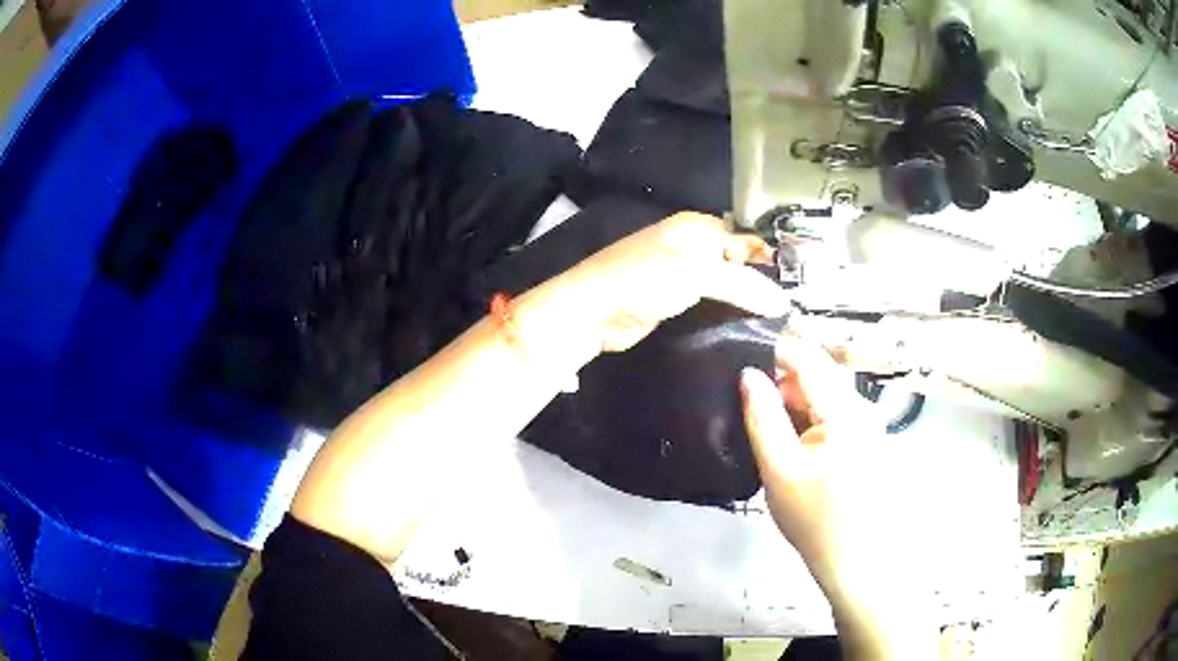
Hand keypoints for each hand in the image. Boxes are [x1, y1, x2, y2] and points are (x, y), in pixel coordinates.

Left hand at [547, 212, 790, 352]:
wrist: (593, 313)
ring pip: (725, 286)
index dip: (770, 258)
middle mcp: (692, 245)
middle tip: (791, 312)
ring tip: (777, 325)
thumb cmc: (643, 280)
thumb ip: (743, 284)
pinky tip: (747, 330)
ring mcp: (682, 275)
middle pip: (738, 262)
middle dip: (761, 283)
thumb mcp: (697, 273)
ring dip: (745, 303)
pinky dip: (726, 314)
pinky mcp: (675, 302)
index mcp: (697, 226)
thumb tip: (784, 301)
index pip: (747, 237)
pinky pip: (710, 304)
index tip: (798, 287)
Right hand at [739, 336, 887, 591]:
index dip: (773, 351)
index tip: (739, 357)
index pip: (808, 359)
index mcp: (846, 411)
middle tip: (747, 404)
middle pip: (817, 376)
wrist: (854, 560)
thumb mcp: (779, 470)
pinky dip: (807, 419)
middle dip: (781, 383)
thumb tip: (748, 374)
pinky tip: (791, 444)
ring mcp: (868, 423)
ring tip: (765, 426)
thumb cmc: (814, 519)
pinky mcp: (866, 439)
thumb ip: (763, 418)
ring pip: (823, 396)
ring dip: (793, 403)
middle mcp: (863, 407)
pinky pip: (832, 414)